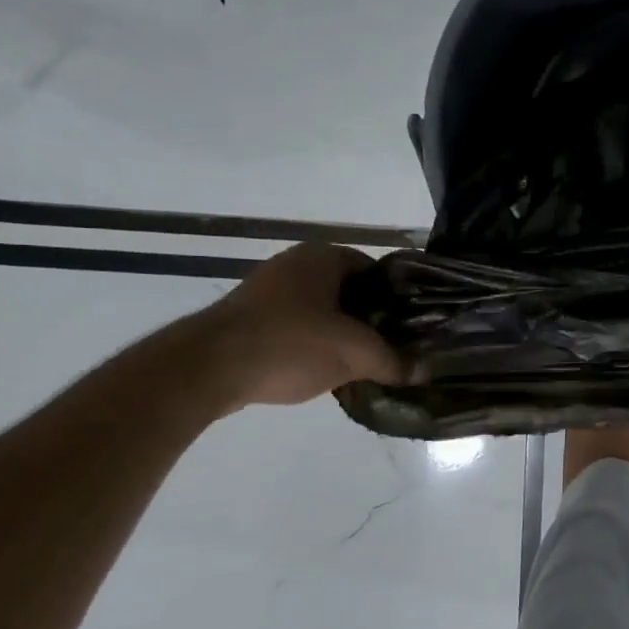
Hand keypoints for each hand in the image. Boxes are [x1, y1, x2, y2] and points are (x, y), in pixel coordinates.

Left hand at [189, 243, 403, 410]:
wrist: (207, 369)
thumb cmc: (291, 343)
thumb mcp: (357, 354)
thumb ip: (394, 361)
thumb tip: (422, 371)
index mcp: (324, 256)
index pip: (379, 272)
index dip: (398, 300)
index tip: (410, 329)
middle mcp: (295, 263)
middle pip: (351, 292)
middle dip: (371, 321)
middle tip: (391, 349)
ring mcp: (267, 290)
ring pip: (323, 312)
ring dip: (342, 336)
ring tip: (362, 364)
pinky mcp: (248, 319)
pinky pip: (296, 328)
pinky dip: (312, 346)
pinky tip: (323, 371)